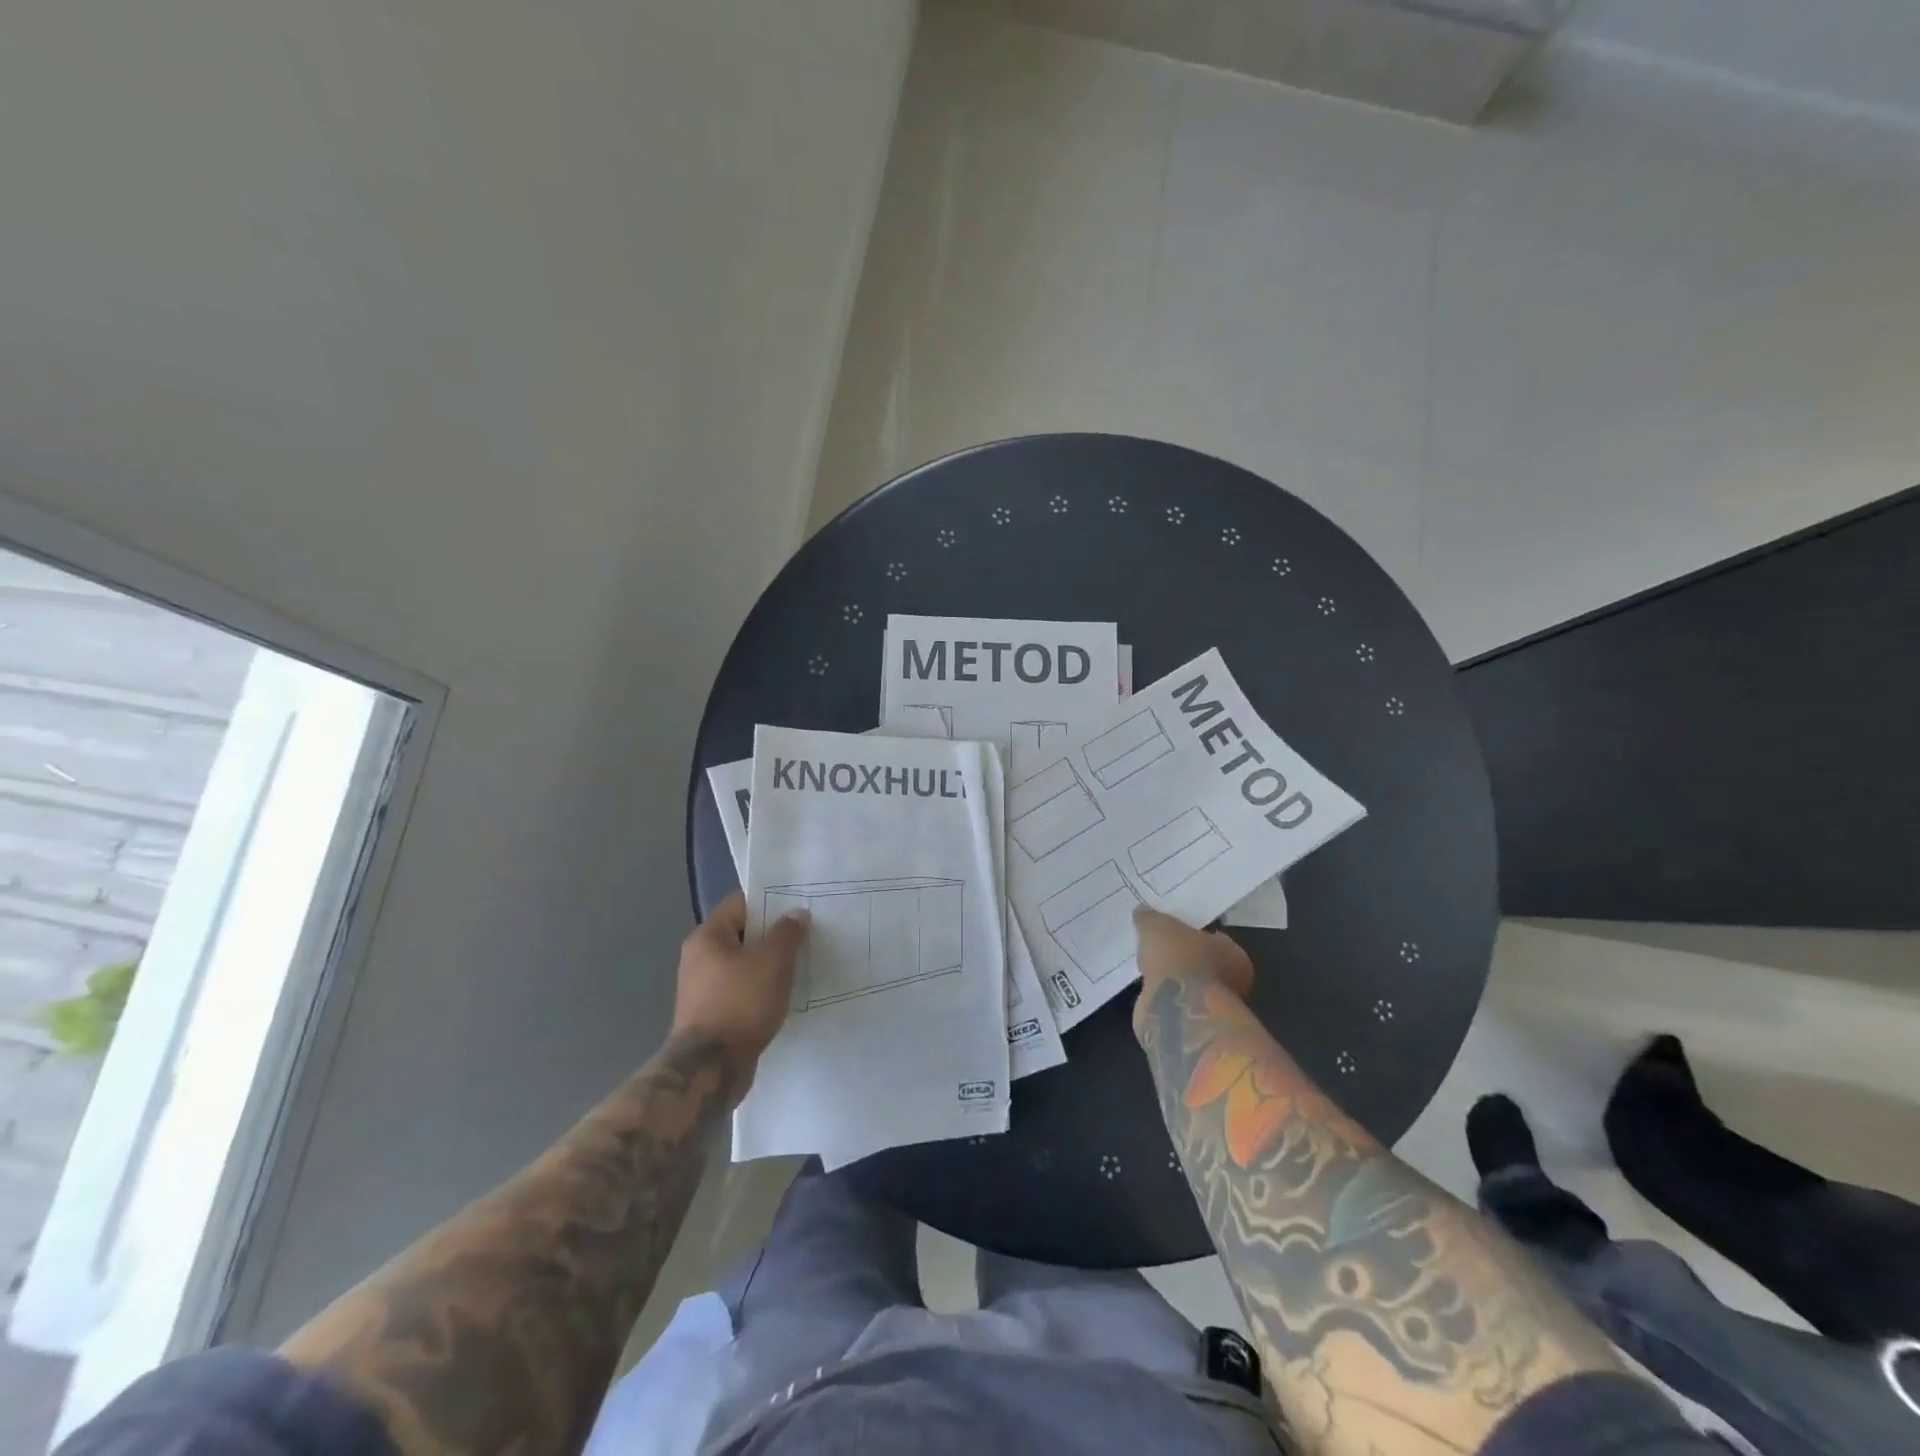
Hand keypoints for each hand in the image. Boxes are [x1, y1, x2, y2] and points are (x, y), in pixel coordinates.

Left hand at [672, 892, 809, 1090]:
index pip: (740, 903)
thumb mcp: (772, 963)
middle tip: (806, 933)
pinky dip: (761, 987)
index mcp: (707, 937)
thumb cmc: (740, 1004)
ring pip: (743, 963)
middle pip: (743, 933)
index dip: (770, 900)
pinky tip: (784, 993)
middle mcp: (699, 957)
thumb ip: (787, 933)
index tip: (799, 904)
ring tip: (800, 963)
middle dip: (773, 933)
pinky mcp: (711, 1013)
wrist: (710, 1069)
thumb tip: (797, 914)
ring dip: (769, 963)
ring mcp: (703, 987)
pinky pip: (741, 988)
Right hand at [1132, 907, 1253, 1037]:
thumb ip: (1150, 918)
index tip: (1171, 930)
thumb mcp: (1159, 927)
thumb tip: (1142, 912)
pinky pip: (1175, 1003)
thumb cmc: (1180, 959)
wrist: (1177, 1010)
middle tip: (1157, 947)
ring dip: (1171, 979)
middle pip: (1202, 963)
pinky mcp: (1193, 1025)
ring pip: (1188, 985)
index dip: (1192, 933)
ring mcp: (1212, 1007)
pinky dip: (1163, 997)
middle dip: (1181, 957)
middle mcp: (1231, 982)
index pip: (1214, 938)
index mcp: (1234, 954)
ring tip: (1146, 967)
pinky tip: (1146, 989)